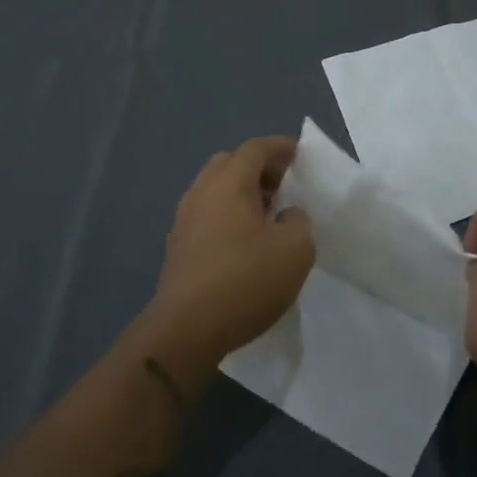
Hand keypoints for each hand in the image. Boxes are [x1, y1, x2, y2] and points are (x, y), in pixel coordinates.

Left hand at [150, 136, 314, 361]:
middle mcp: (201, 193)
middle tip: (282, 186)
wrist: (186, 329)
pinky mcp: (177, 247)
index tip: (300, 155)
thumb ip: (299, 221)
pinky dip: (226, 215)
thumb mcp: (296, 250)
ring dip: (240, 193)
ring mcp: (183, 220)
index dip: (280, 146)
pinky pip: (205, 215)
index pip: (255, 148)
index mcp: (229, 183)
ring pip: (213, 190)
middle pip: (229, 163)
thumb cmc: (246, 281)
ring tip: (267, 216)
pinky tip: (243, 242)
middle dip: (257, 167)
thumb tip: (286, 215)